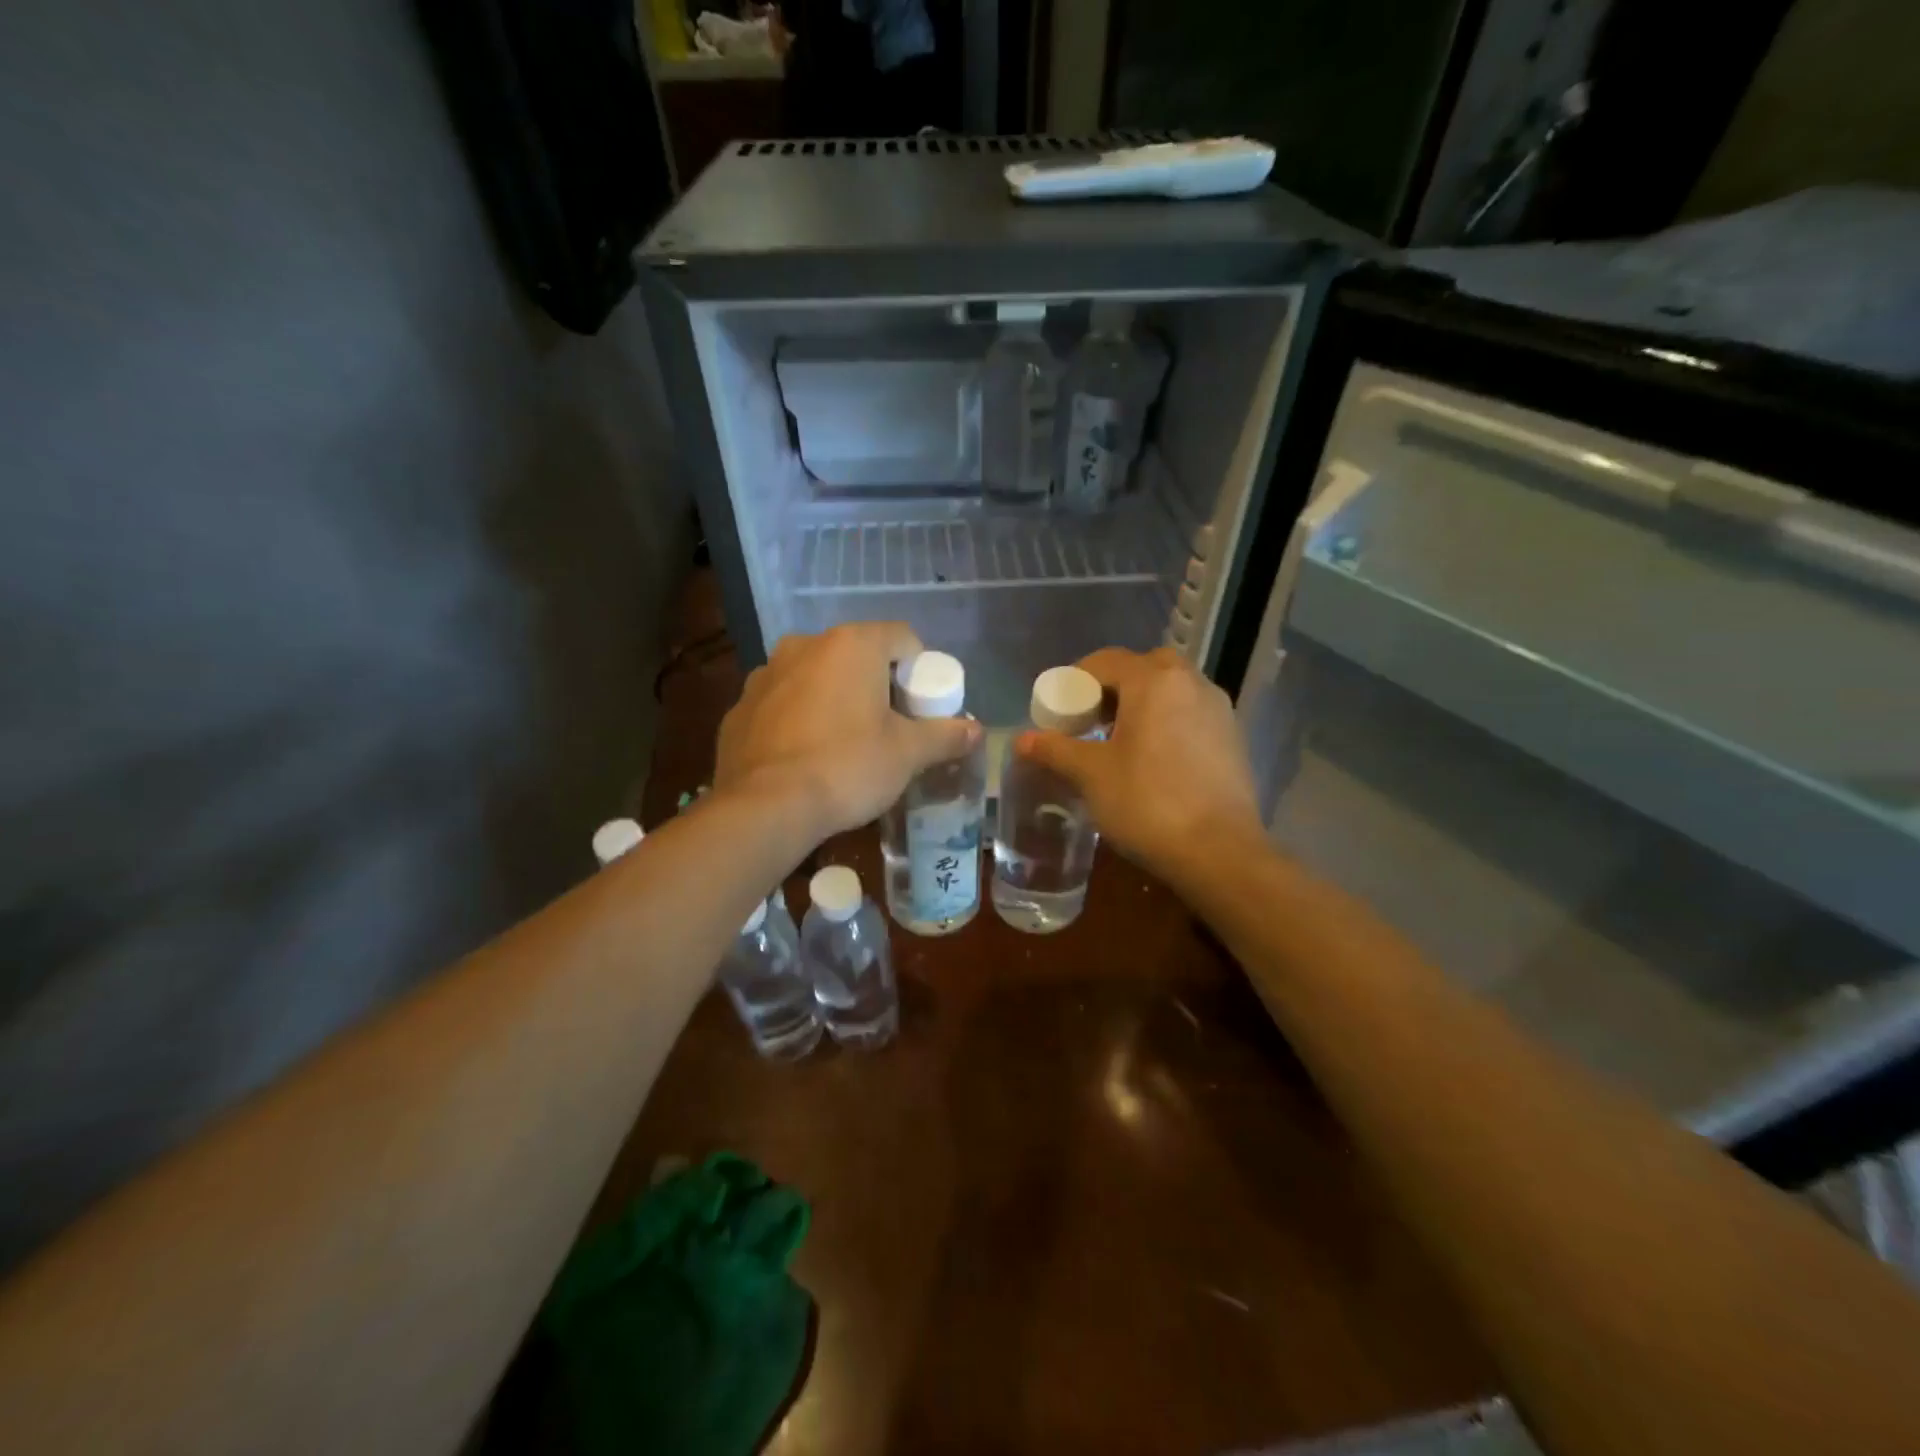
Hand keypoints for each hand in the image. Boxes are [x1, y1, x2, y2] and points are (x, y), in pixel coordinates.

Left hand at [715, 623, 980, 843]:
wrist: (766, 807)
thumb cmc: (847, 767)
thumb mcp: (907, 754)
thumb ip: (945, 736)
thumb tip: (977, 731)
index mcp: (851, 645)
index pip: (902, 638)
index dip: (920, 671)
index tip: (921, 708)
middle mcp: (805, 646)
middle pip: (857, 656)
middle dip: (876, 685)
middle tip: (889, 728)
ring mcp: (765, 674)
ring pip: (816, 677)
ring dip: (834, 699)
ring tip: (844, 744)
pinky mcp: (739, 707)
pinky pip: (783, 703)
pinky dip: (799, 718)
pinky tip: (805, 757)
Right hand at [1015, 647, 1264, 888]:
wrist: (1220, 852)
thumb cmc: (1147, 803)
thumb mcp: (1091, 775)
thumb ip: (1055, 749)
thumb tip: (1022, 739)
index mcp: (1154, 680)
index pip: (1105, 661)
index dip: (1074, 681)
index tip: (1058, 710)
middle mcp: (1191, 682)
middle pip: (1142, 668)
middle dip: (1111, 688)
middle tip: (1089, 720)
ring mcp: (1218, 709)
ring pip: (1170, 690)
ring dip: (1141, 704)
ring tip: (1118, 742)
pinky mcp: (1233, 737)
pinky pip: (1190, 713)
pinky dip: (1166, 722)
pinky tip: (1152, 760)